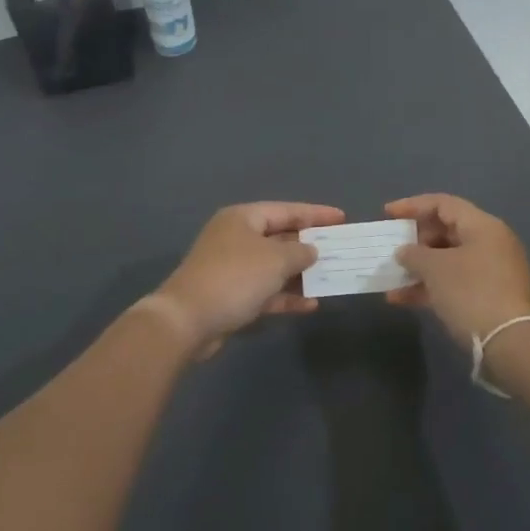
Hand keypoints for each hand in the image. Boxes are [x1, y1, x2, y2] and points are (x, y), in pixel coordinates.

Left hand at [156, 202, 345, 358]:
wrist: (187, 320)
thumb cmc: (234, 278)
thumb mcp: (275, 260)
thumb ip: (300, 252)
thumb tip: (311, 250)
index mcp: (243, 218)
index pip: (286, 210)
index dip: (315, 214)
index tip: (342, 218)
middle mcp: (237, 238)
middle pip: (280, 237)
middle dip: (309, 246)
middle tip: (340, 250)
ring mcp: (232, 268)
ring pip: (274, 267)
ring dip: (300, 274)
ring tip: (330, 278)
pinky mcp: (231, 296)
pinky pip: (266, 291)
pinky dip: (286, 296)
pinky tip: (311, 305)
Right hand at [385, 193, 529, 348]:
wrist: (510, 344)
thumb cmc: (471, 293)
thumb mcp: (435, 268)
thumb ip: (413, 254)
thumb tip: (404, 252)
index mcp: (483, 226)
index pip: (443, 204)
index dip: (412, 206)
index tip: (387, 214)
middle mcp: (490, 243)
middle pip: (446, 231)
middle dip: (415, 240)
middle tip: (392, 249)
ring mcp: (491, 272)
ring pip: (448, 260)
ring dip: (418, 267)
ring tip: (391, 277)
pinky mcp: (489, 297)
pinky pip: (454, 282)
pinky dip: (430, 286)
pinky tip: (402, 299)